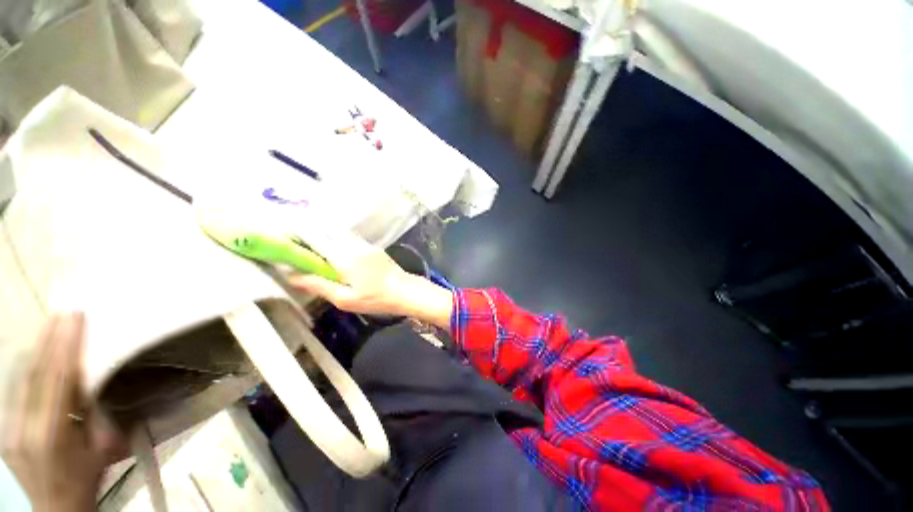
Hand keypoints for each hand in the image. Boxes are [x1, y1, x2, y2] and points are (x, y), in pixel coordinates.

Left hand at [2, 313, 124, 511]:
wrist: (56, 507)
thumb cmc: (85, 479)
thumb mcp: (100, 449)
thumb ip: (95, 413)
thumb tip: (93, 378)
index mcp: (52, 434)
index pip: (57, 379)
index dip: (66, 347)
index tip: (76, 319)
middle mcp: (24, 426)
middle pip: (34, 374)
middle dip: (48, 341)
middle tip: (62, 314)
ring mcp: (8, 427)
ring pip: (19, 378)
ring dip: (35, 349)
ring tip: (49, 326)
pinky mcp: (4, 427)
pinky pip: (13, 389)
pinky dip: (25, 366)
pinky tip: (33, 353)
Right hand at [288, 231, 452, 328]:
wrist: (406, 290)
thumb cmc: (376, 298)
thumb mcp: (345, 299)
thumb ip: (319, 285)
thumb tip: (292, 276)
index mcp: (344, 257)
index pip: (316, 238)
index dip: (298, 233)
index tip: (283, 233)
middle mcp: (353, 245)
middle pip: (326, 231)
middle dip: (310, 233)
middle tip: (296, 242)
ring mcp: (365, 245)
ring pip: (339, 233)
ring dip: (325, 235)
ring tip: (314, 246)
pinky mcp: (373, 248)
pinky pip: (351, 239)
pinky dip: (338, 240)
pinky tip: (337, 251)